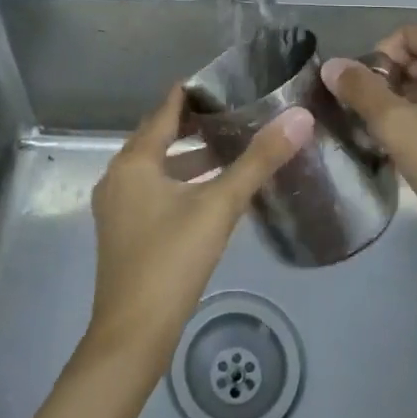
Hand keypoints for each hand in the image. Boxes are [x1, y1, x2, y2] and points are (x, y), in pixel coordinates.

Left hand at [84, 86, 312, 366]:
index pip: (166, 110)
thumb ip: (259, 161)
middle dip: (194, 123)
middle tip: (235, 112)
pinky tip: (208, 192)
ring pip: (156, 166)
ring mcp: (117, 206)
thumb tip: (299, 118)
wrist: (132, 336)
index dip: (194, 92)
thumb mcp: (219, 206)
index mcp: (135, 161)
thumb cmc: (172, 260)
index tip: (226, 81)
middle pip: (158, 136)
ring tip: (229, 149)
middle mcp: (118, 176)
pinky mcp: (123, 231)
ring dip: (188, 156)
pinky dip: (179, 181)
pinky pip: (152, 189)